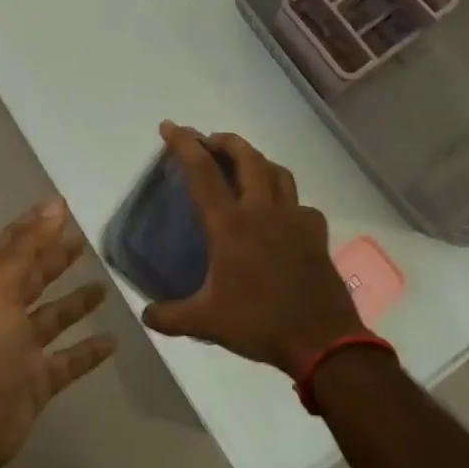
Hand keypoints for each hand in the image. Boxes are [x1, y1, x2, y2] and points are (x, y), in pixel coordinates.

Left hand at [0, 199, 116, 467]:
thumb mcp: (0, 288)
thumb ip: (28, 247)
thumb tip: (56, 205)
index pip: (15, 246)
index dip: (35, 225)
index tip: (62, 207)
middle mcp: (5, 313)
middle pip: (34, 278)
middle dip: (55, 258)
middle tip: (84, 242)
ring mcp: (21, 350)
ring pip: (53, 318)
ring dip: (75, 302)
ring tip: (104, 286)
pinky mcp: (37, 382)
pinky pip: (68, 361)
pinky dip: (88, 352)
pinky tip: (113, 342)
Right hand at [142, 122, 365, 378]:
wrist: (323, 341)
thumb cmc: (260, 323)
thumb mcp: (207, 323)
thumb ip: (171, 316)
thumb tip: (146, 314)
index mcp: (231, 225)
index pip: (203, 172)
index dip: (184, 144)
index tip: (170, 126)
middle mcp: (262, 211)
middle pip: (246, 157)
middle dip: (225, 141)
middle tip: (210, 141)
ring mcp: (294, 219)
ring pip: (277, 172)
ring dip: (257, 161)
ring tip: (245, 166)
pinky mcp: (316, 234)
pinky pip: (301, 204)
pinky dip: (287, 200)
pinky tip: (282, 214)